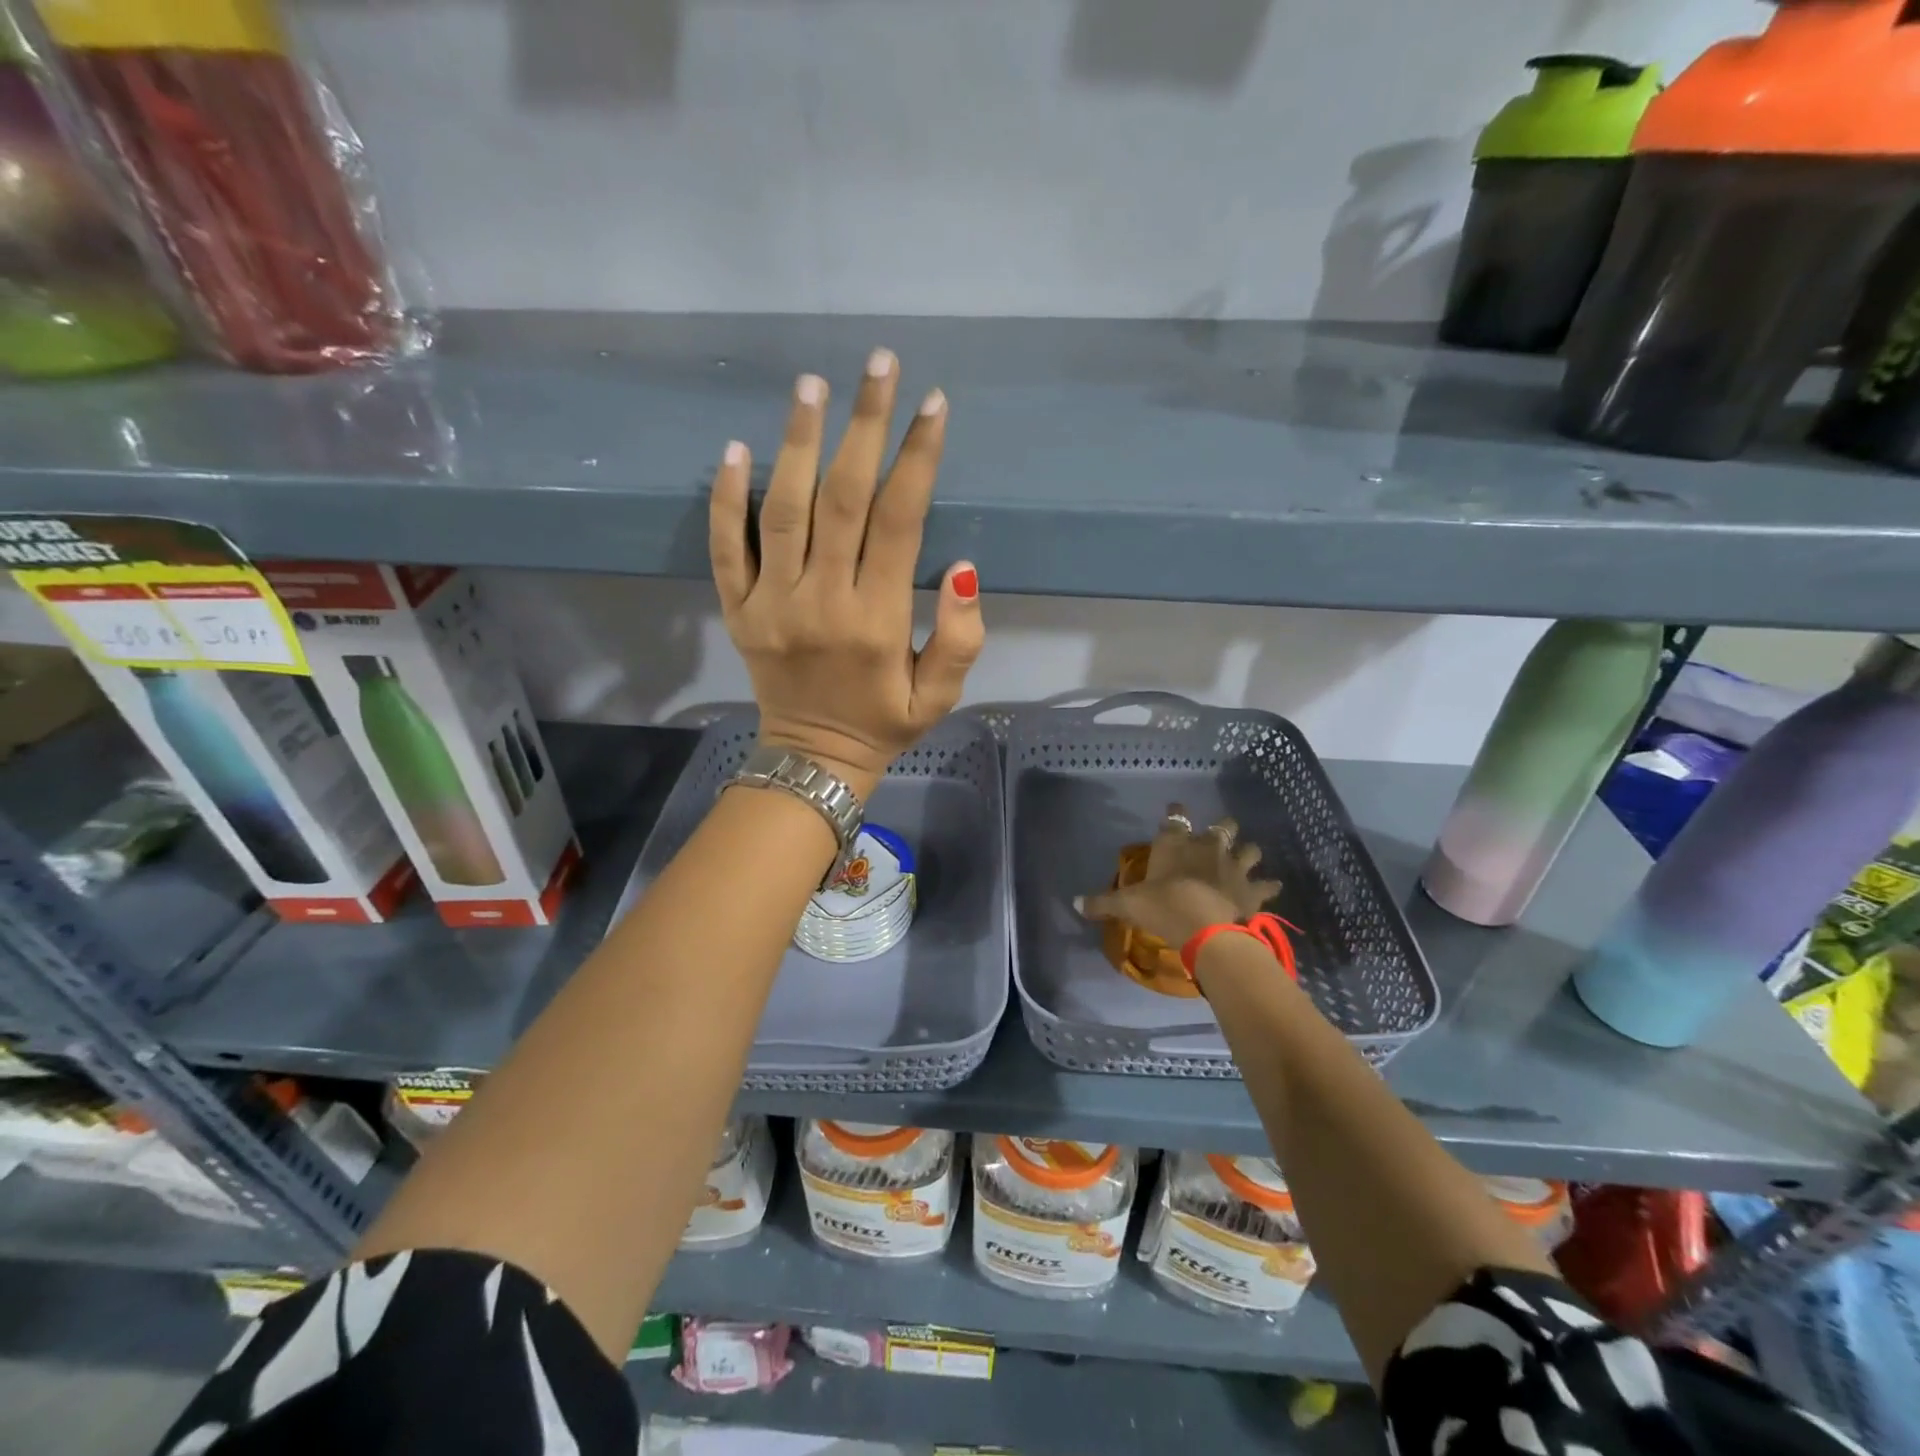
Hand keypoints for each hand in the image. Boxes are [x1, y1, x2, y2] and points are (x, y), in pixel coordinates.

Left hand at [709, 350, 984, 798]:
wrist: (813, 759)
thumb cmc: (883, 724)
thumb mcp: (939, 697)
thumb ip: (960, 639)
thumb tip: (964, 568)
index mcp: (877, 620)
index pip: (899, 521)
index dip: (918, 458)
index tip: (933, 404)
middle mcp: (822, 601)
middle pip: (842, 498)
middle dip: (865, 425)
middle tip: (878, 363)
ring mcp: (772, 603)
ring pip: (783, 509)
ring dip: (798, 442)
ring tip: (812, 385)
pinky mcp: (738, 610)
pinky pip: (727, 547)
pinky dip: (726, 498)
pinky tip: (735, 448)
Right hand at [1076, 805, 1281, 947]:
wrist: (1204, 926)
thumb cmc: (1161, 906)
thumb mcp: (1126, 905)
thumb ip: (1102, 903)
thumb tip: (1074, 903)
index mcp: (1175, 844)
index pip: (1175, 818)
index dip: (1176, 812)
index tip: (1176, 808)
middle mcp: (1207, 847)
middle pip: (1223, 826)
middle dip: (1223, 828)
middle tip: (1220, 834)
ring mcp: (1234, 866)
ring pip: (1250, 849)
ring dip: (1248, 852)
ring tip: (1247, 856)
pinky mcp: (1252, 889)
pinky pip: (1267, 884)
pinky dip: (1269, 885)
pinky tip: (1272, 886)